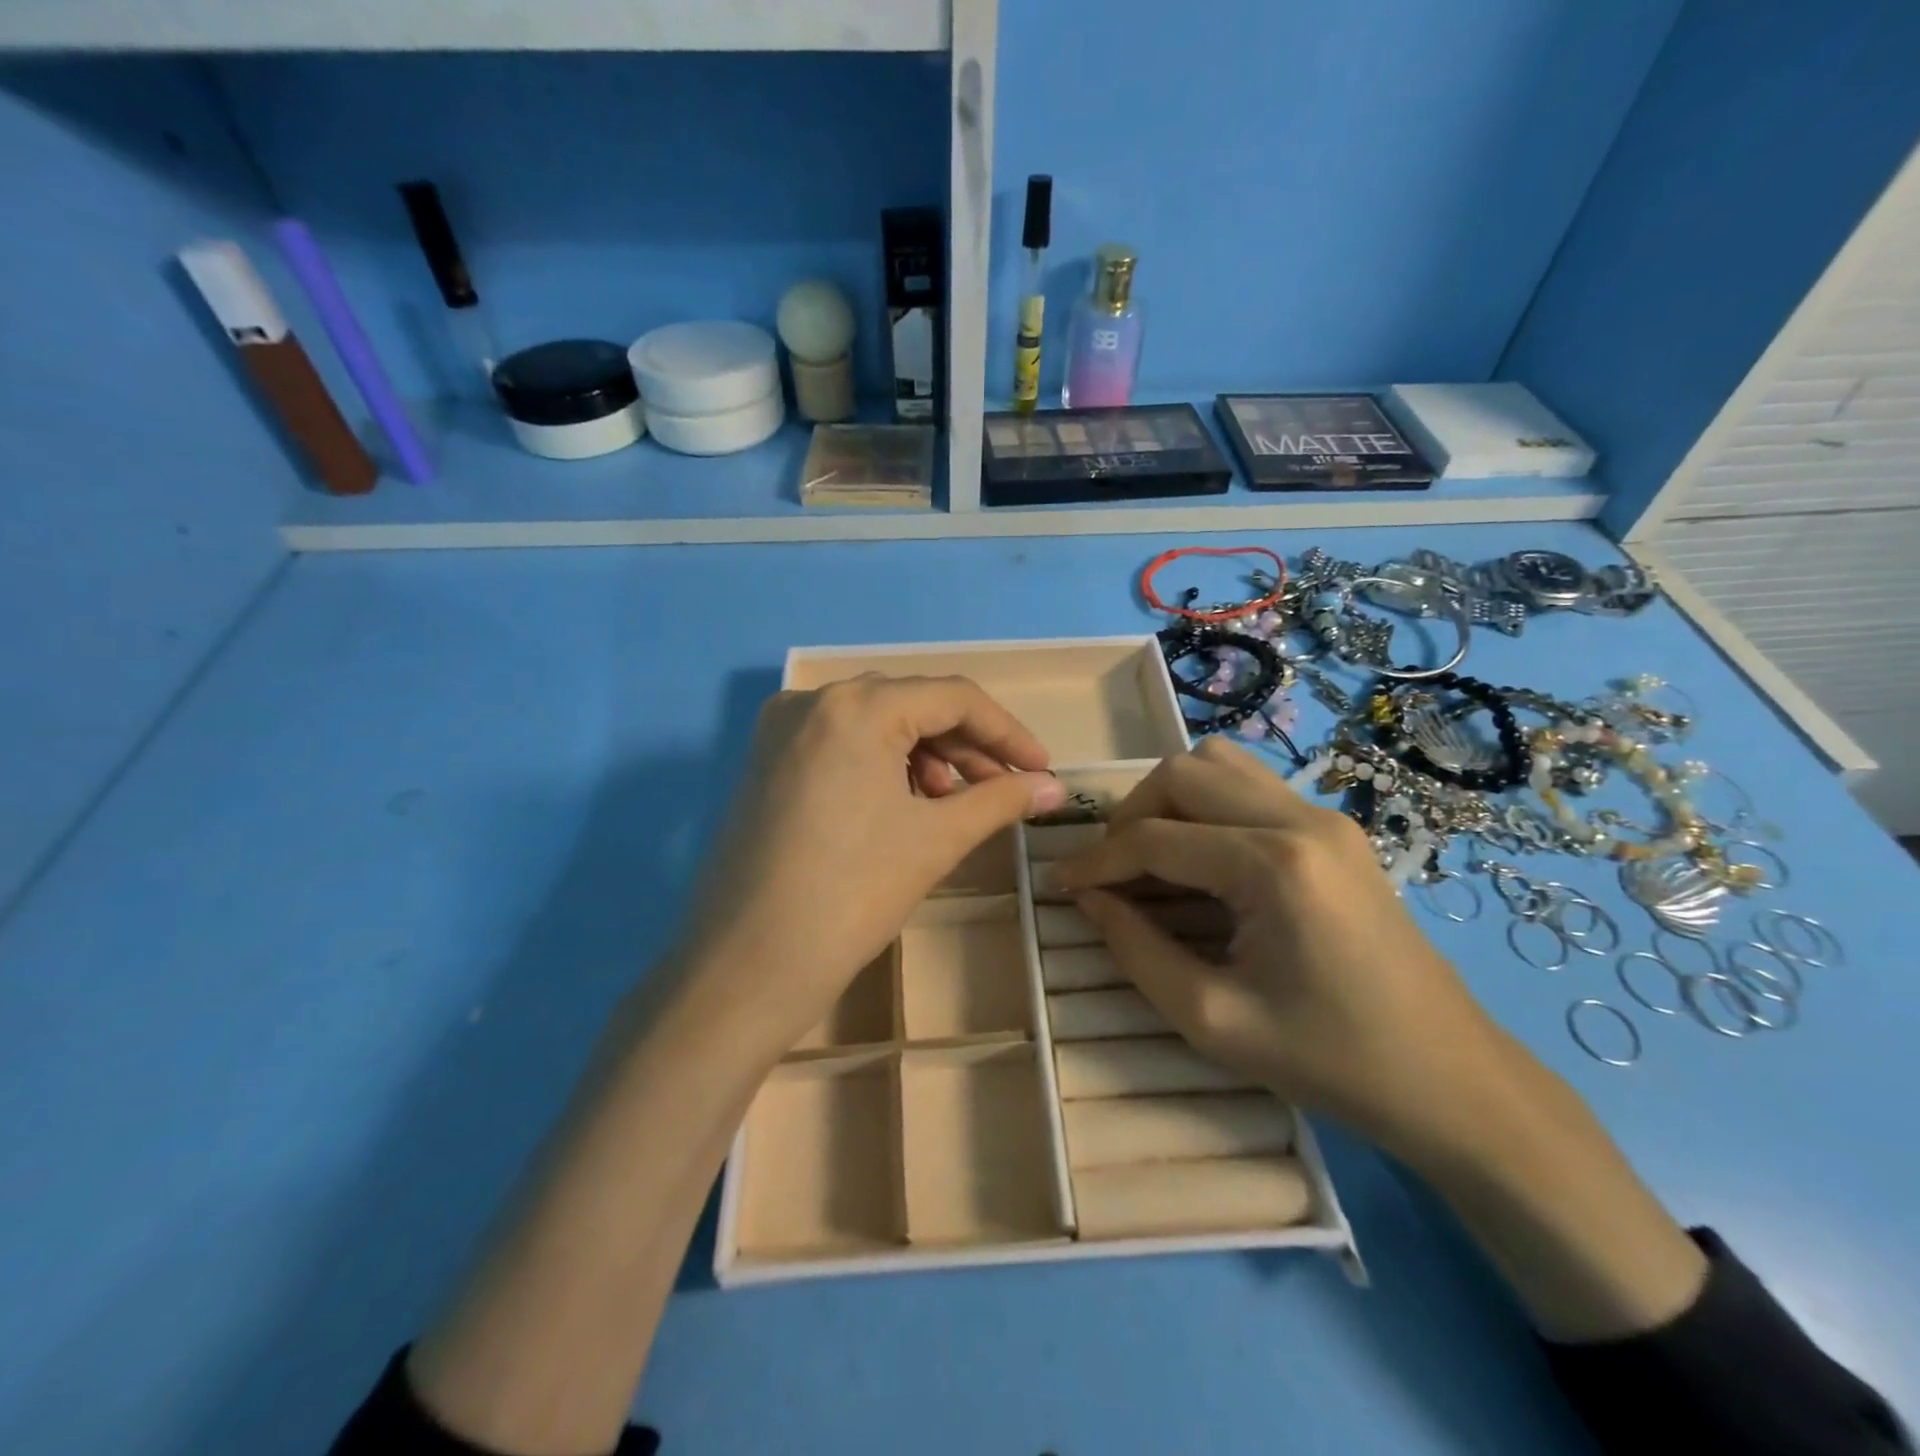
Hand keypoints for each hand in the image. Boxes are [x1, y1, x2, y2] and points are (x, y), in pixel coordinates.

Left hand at [675, 675, 1064, 1054]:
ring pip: (875, 723)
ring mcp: (781, 730)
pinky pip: (841, 744)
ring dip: (925, 755)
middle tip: (1002, 788)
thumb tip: (1054, 788)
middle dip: (965, 745)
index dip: (1007, 732)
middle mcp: (812, 700)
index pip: (953, 697)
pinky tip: (903, 805)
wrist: (747, 966)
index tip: (1041, 771)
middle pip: (912, 704)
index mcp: (856, 706)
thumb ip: (1000, 800)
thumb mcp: (936, 840)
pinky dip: (882, 764)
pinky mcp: (766, 762)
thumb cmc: (851, 894)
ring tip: (949, 804)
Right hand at [1053, 736, 1506, 1151]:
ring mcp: (1324, 816)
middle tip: (1111, 871)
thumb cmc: (1330, 1060)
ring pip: (1218, 764)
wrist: (1451, 1078)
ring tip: (1151, 857)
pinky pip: (1249, 787)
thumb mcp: (1212, 1020)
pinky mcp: (1335, 828)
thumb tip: (1088, 898)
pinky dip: (1206, 807)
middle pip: (1182, 773)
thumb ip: (1135, 950)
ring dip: (1169, 801)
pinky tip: (1199, 861)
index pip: (1156, 838)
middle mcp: (1300, 819)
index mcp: (1274, 867)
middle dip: (1130, 817)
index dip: (1096, 861)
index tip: (1059, 885)